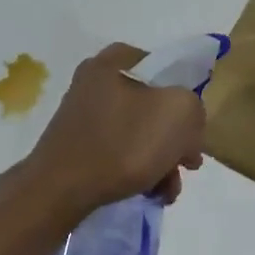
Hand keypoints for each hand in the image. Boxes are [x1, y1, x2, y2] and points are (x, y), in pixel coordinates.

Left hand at [4, 44, 205, 221]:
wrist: (59, 191)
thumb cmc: (122, 145)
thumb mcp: (179, 114)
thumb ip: (194, 107)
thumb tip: (186, 123)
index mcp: (117, 61)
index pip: (168, 71)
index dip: (188, 101)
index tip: (195, 133)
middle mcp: (96, 81)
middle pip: (155, 106)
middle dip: (176, 140)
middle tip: (187, 166)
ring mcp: (84, 114)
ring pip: (140, 133)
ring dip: (162, 161)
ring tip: (168, 191)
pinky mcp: (77, 145)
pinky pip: (120, 151)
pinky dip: (139, 170)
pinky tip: (149, 193)